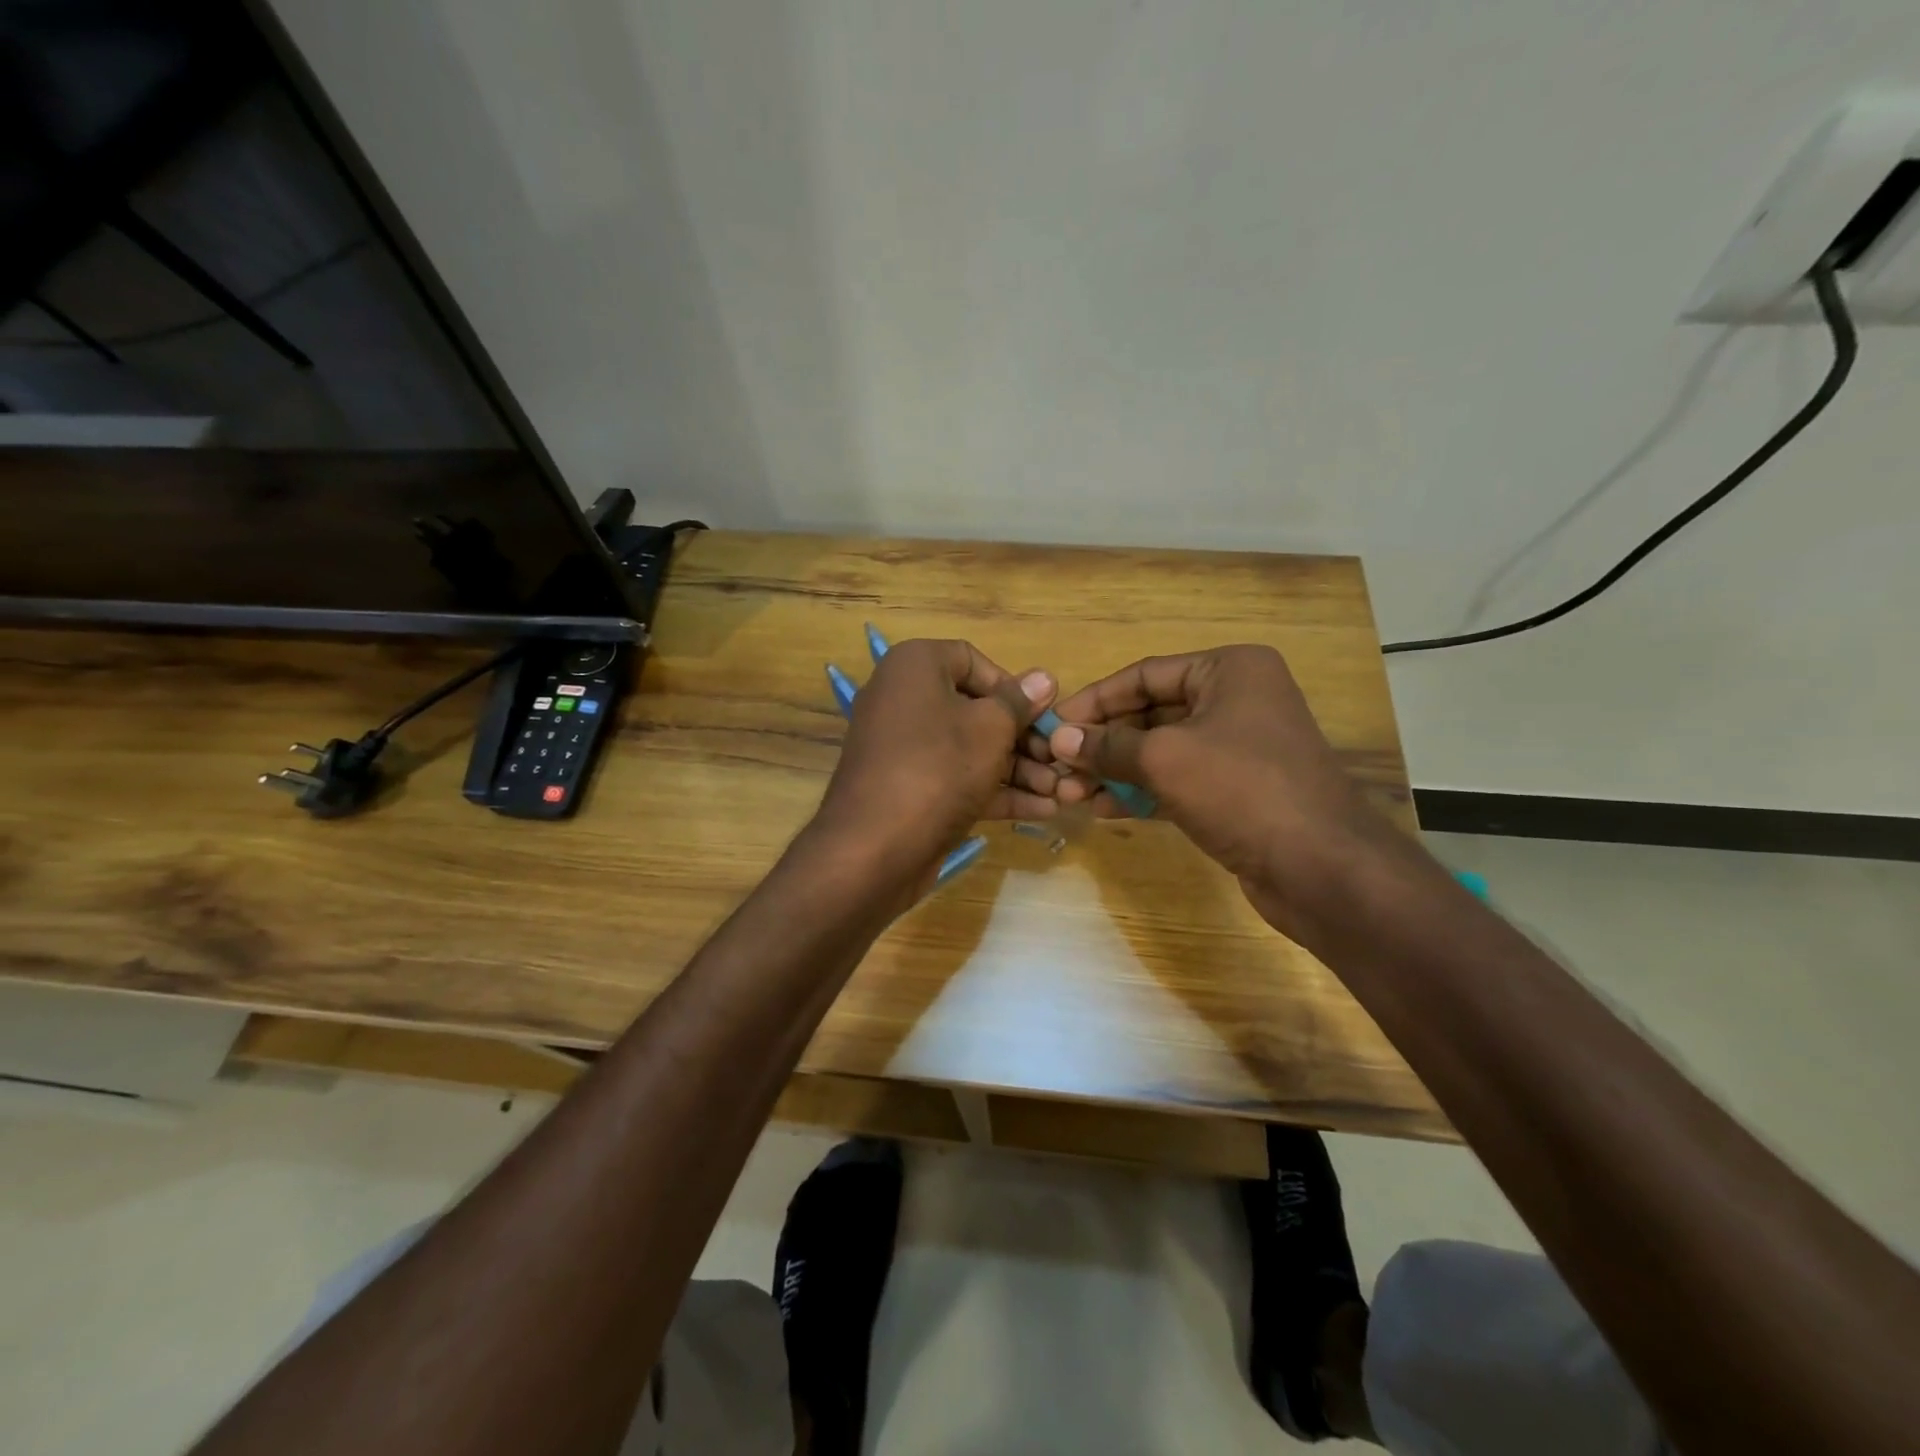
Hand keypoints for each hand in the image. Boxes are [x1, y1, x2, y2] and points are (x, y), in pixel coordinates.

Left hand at [813, 639, 1057, 872]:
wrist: (874, 849)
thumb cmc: (938, 768)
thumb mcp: (990, 729)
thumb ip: (1019, 703)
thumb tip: (1043, 678)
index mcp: (914, 666)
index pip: (971, 660)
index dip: (1010, 686)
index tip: (1039, 714)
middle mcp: (903, 700)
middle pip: (974, 709)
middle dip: (1023, 737)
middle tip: (1059, 760)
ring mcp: (904, 749)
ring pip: (970, 749)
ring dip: (1018, 769)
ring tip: (1063, 790)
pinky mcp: (910, 790)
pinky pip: (957, 779)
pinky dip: (996, 791)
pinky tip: (1043, 809)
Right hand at [1037, 645, 1393, 931]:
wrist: (1321, 867)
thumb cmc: (1241, 789)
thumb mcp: (1165, 758)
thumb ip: (1108, 746)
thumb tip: (1059, 740)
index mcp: (1229, 671)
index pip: (1144, 674)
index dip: (1095, 700)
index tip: (1053, 724)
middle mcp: (1236, 700)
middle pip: (1150, 713)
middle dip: (1102, 742)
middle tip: (1056, 766)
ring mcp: (1237, 748)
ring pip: (1160, 750)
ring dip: (1114, 770)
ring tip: (1069, 793)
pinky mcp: (1235, 791)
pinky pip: (1176, 781)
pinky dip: (1140, 791)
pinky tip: (1101, 808)